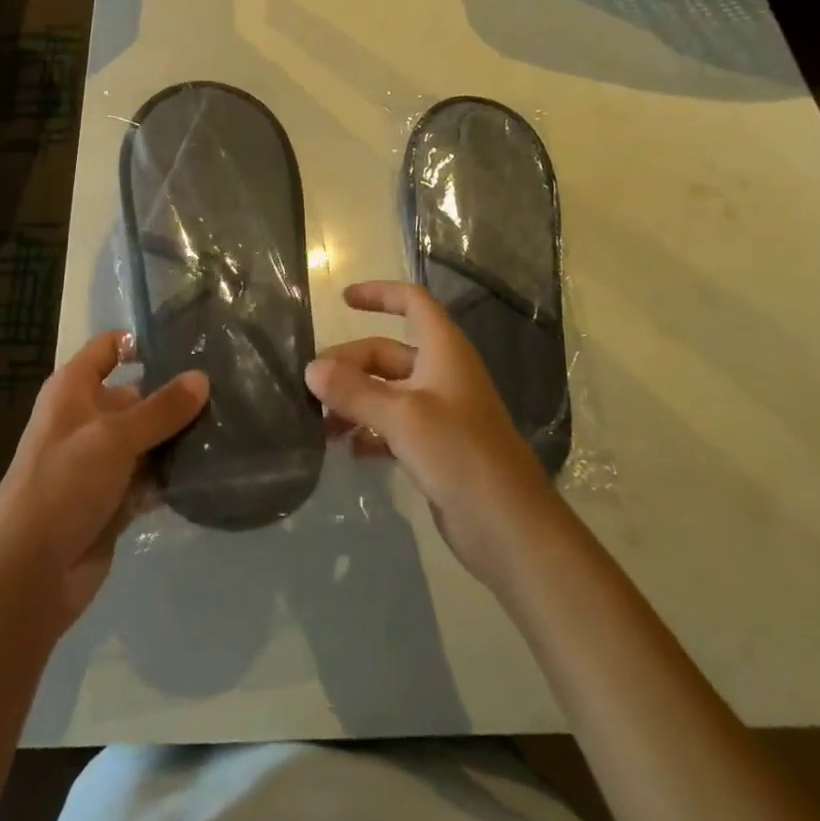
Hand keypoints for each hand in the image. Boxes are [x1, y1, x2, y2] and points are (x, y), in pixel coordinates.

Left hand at [0, 332, 208, 632]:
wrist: (27, 575)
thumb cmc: (62, 485)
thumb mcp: (114, 438)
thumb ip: (161, 409)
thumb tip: (202, 377)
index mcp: (73, 390)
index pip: (109, 348)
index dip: (142, 342)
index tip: (190, 344)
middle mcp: (87, 419)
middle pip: (137, 394)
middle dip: (176, 394)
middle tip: (229, 388)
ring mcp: (101, 462)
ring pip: (148, 438)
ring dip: (179, 437)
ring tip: (232, 424)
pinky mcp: (114, 500)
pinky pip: (150, 477)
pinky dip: (172, 474)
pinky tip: (211, 467)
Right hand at [306, 281, 556, 591]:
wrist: (508, 526)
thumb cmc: (459, 453)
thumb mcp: (402, 416)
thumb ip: (354, 391)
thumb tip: (311, 369)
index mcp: (443, 350)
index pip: (412, 303)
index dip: (380, 294)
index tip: (343, 301)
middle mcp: (441, 373)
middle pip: (386, 352)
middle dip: (349, 365)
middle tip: (311, 388)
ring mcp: (439, 412)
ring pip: (386, 391)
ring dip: (354, 401)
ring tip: (320, 424)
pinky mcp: (435, 448)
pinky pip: (392, 426)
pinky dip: (368, 431)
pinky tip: (346, 449)